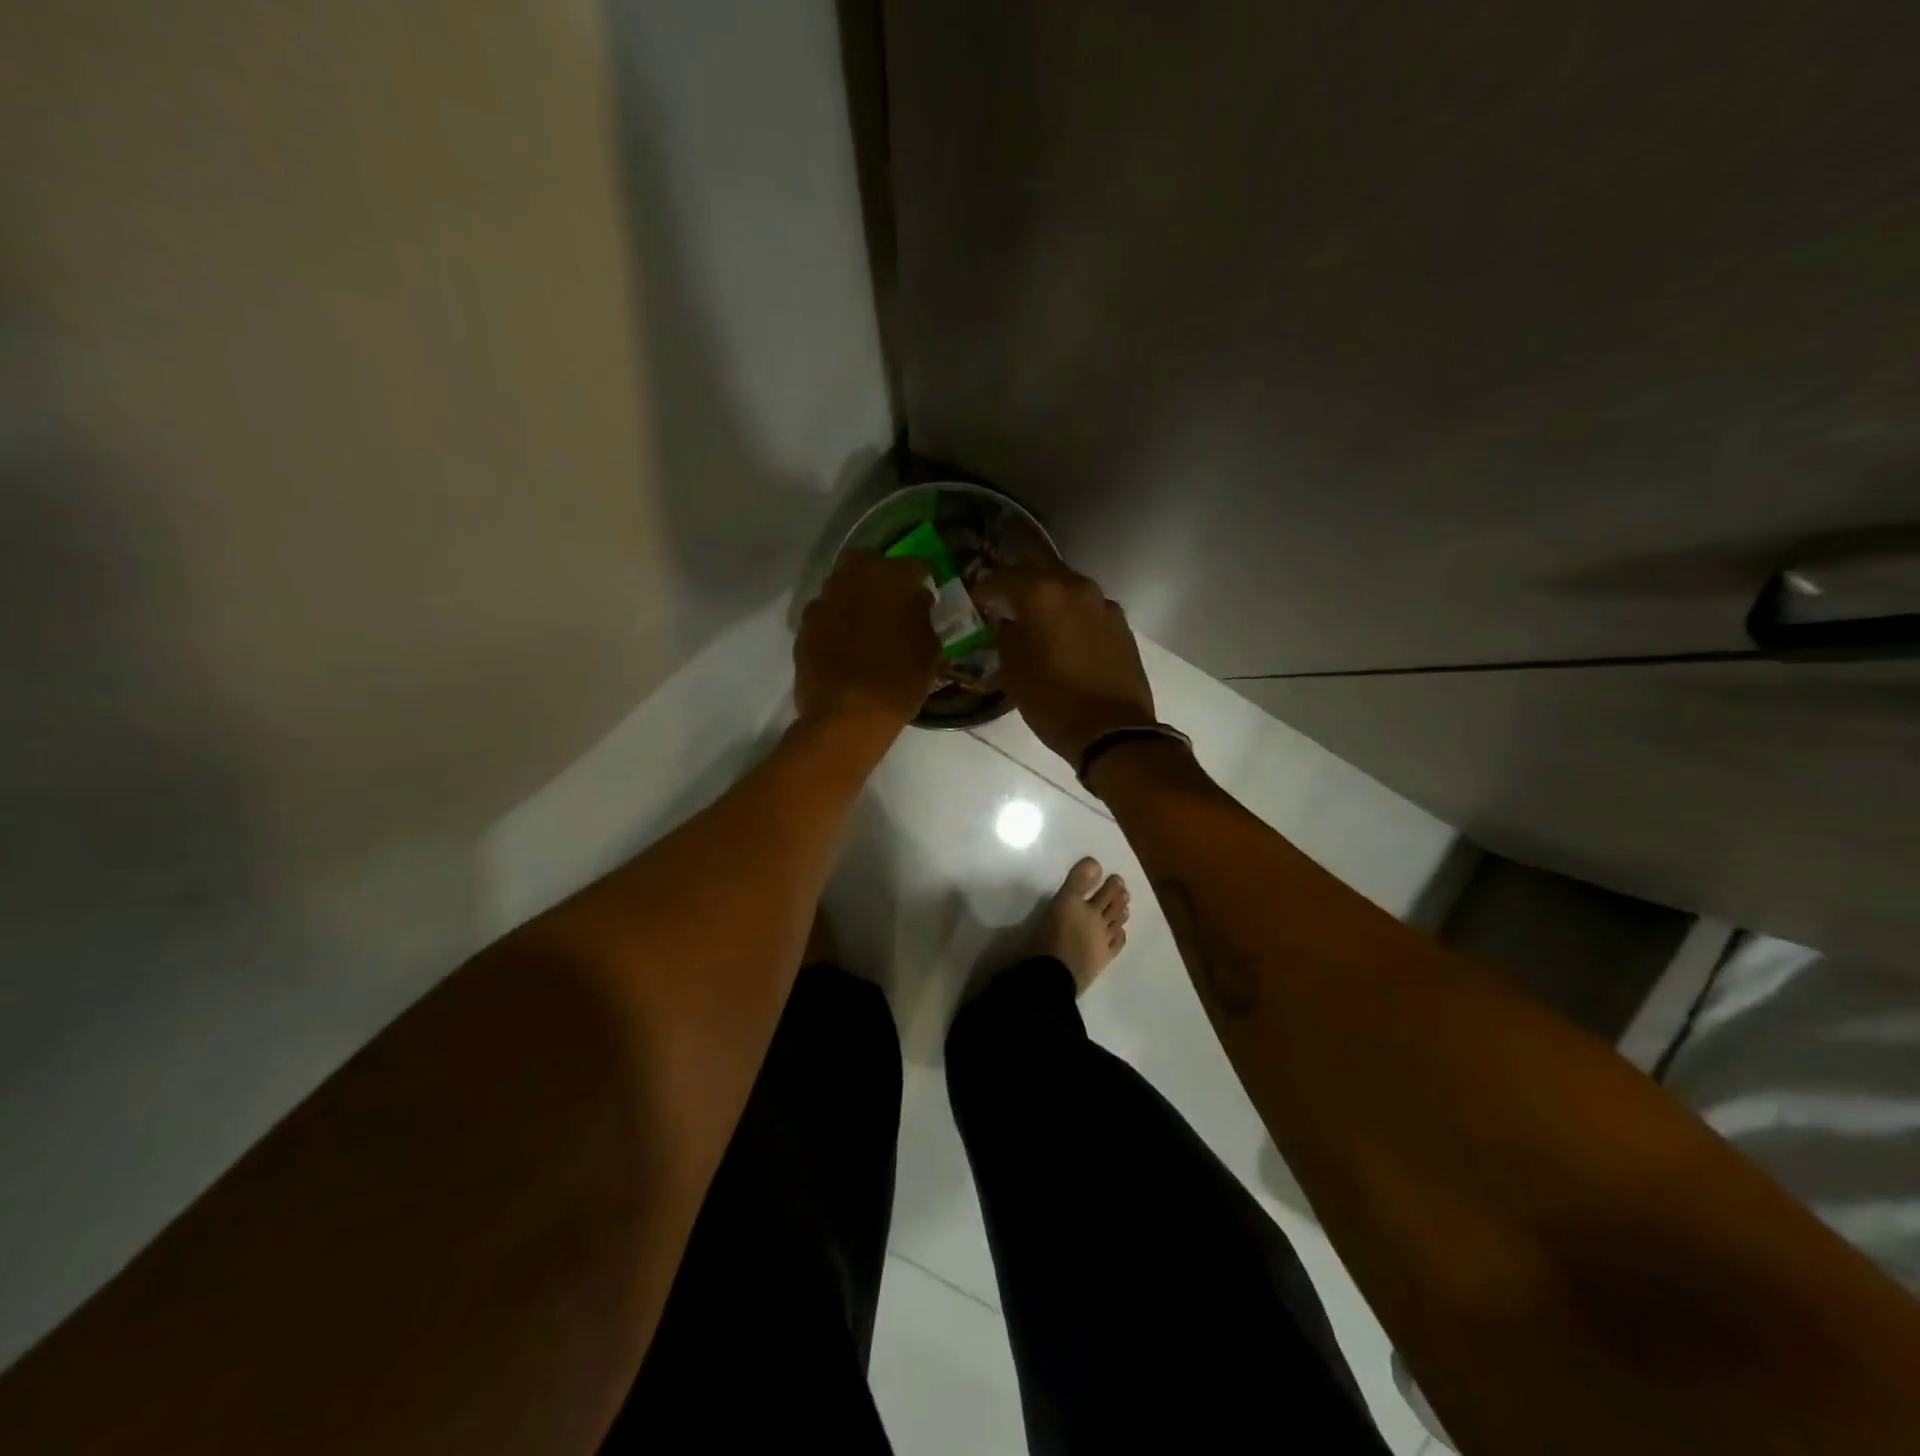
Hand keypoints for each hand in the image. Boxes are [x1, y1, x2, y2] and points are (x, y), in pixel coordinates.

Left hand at [795, 552, 939, 733]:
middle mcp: (853, 577)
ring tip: (867, 622)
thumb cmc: (899, 682)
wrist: (846, 717)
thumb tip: (916, 603)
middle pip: (869, 561)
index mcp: (892, 577)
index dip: (923, 579)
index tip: (927, 596)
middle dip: (882, 575)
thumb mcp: (930, 650)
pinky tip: (845, 642)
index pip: (916, 564)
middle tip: (893, 600)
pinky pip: (825, 612)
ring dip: (856, 595)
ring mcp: (824, 600)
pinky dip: (836, 620)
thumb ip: (923, 617)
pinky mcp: (804, 625)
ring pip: (842, 583)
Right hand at [977, 562, 1156, 766]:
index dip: (985, 587)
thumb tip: (1007, 623)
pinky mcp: (1121, 624)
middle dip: (1019, 579)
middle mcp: (1075, 587)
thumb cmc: (1054, 702)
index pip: (1004, 576)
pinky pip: (1088, 607)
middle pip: (1040, 566)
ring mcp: (1103, 604)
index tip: (975, 599)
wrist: (1113, 731)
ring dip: (1049, 595)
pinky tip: (1065, 635)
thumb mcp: (1014, 673)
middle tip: (1004, 597)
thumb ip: (1006, 638)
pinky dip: (1072, 613)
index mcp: (1043, 594)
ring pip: (1068, 585)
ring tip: (1035, 617)